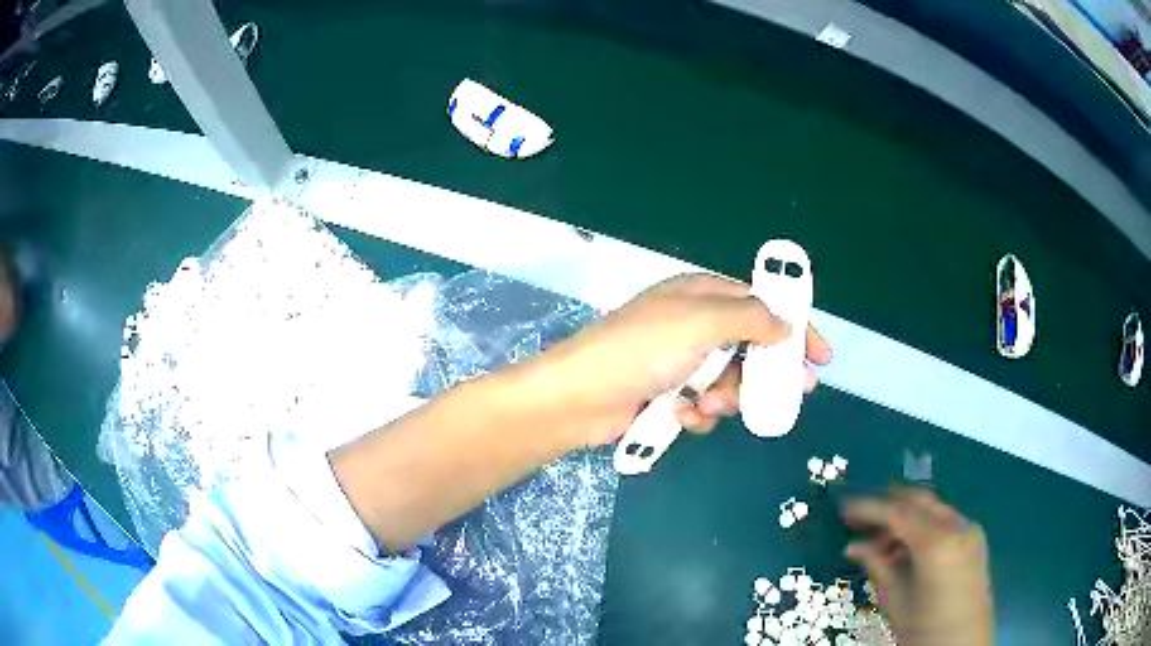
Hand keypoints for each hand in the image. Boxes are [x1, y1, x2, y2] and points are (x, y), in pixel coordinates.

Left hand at [531, 274, 831, 445]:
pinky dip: (699, 412)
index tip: (820, 356)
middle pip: (751, 347)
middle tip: (794, 393)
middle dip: (767, 372)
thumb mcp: (701, 321)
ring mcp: (680, 361)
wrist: (580, 397)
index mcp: (702, 295)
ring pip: (730, 381)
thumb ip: (750, 318)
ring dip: (727, 397)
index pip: (762, 305)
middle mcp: (694, 325)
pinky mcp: (667, 394)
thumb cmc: (643, 349)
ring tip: (708, 405)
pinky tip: (685, 416)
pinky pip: (703, 404)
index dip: (794, 327)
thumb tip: (785, 324)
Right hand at [842, 489, 994, 645]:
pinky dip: (923, 527)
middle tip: (859, 518)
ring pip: (933, 509)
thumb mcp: (896, 601)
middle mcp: (958, 526)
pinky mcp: (975, 539)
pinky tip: (906, 548)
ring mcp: (970, 530)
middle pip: (919, 501)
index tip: (845, 509)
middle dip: (889, 505)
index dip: (869, 507)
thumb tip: (853, 547)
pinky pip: (945, 521)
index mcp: (937, 544)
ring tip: (880, 541)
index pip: (899, 512)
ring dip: (906, 517)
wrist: (963, 645)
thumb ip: (878, 567)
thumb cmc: (925, 629)